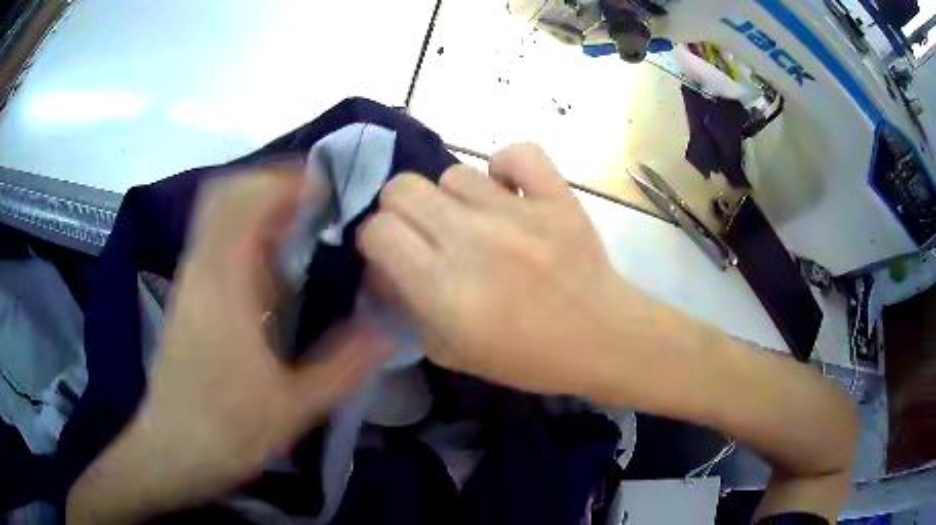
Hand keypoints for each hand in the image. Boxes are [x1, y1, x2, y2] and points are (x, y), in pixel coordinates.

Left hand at [68, 169, 387, 522]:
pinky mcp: (187, 298)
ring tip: (301, 231)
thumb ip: (342, 368)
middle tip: (315, 204)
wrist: (171, 451)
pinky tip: (272, 274)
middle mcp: (202, 270)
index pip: (246, 200)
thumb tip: (386, 333)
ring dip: (258, 210)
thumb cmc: (227, 430)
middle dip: (271, 186)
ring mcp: (190, 282)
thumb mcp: (293, 407)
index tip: (327, 191)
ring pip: (218, 216)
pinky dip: (245, 237)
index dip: (286, 181)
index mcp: (224, 285)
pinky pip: (215, 244)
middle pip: (227, 194)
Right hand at [358, 144, 655, 395]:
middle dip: (401, 210)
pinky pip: (518, 152)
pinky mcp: (557, 195)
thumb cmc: (525, 357)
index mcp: (443, 287)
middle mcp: (472, 240)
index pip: (378, 230)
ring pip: (453, 172)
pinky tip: (511, 191)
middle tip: (424, 232)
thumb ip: (406, 305)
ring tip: (475, 220)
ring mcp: (518, 212)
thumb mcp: (448, 351)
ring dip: (453, 197)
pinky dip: (507, 166)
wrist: (601, 339)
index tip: (392, 252)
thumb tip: (383, 264)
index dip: (375, 239)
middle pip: (402, 188)